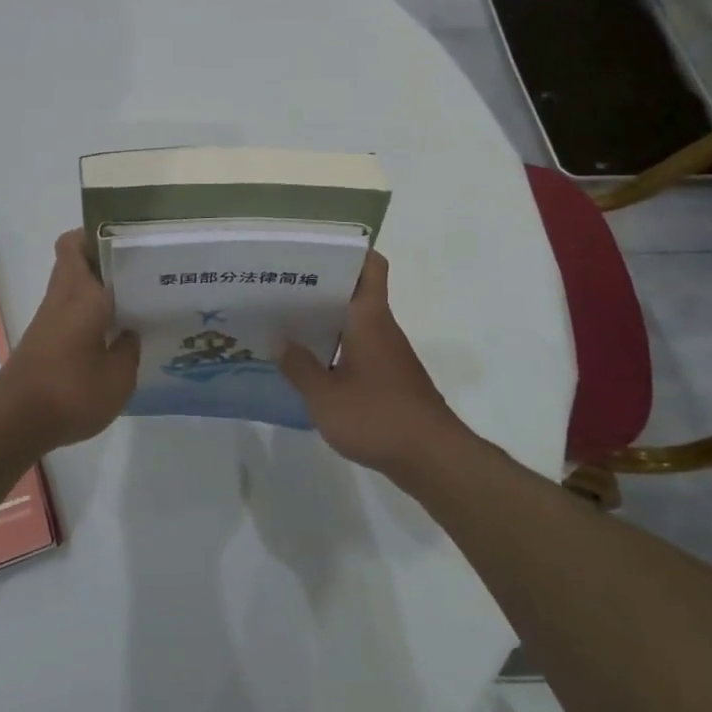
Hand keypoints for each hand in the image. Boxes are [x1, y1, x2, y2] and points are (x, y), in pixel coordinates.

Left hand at [0, 230, 139, 452]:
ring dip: (98, 290)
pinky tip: (114, 335)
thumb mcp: (119, 378)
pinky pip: (70, 313)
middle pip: (75, 262)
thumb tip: (131, 333)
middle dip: (105, 262)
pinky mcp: (44, 342)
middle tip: (140, 271)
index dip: (98, 234)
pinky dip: (89, 315)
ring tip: (136, 301)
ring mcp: (49, 320)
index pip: (77, 244)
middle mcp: (62, 297)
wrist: (15, 422)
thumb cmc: (71, 391)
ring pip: (73, 288)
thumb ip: (130, 350)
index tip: (128, 240)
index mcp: (81, 292)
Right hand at [280, 250, 468, 484]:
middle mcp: (382, 328)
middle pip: (354, 293)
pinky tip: (310, 366)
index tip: (314, 252)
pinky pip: (358, 350)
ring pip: (355, 323)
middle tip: (280, 288)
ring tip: (286, 324)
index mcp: (369, 318)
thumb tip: (278, 339)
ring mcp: (388, 354)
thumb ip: (299, 367)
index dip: (348, 252)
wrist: (433, 459)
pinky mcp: (390, 379)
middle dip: (320, 288)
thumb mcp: (325, 396)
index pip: (370, 267)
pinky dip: (336, 349)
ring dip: (325, 321)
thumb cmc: (378, 417)